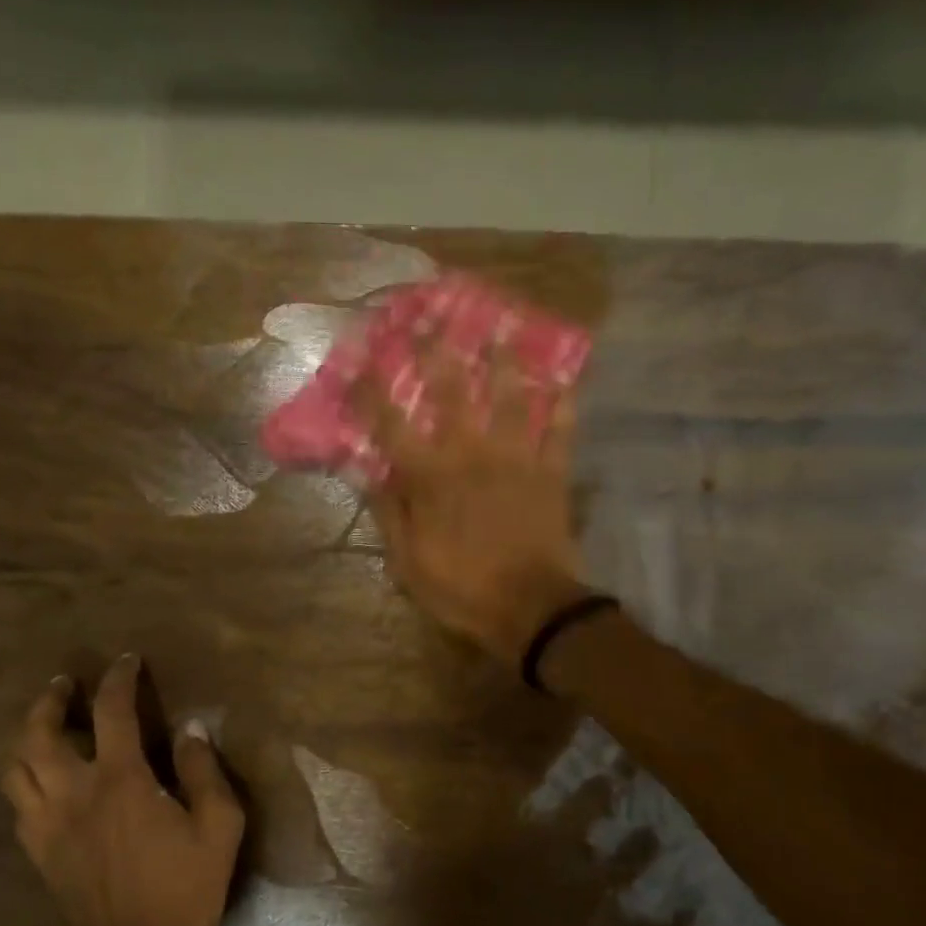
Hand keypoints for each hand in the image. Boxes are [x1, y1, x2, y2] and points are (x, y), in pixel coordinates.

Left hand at [1, 658, 244, 925]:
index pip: (111, 712)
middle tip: (64, 686)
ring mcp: (48, 827)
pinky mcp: (39, 854)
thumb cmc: (187, 887)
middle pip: (38, 735)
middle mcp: (74, 796)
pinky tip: (46, 781)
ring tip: (47, 726)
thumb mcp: (219, 825)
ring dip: (27, 738)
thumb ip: (204, 771)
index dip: (118, 679)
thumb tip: (191, 729)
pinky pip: (18, 805)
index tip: (127, 661)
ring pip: (15, 769)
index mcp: (121, 782)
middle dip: (48, 701)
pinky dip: (26, 779)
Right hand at [360, 346, 591, 663]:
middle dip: (438, 351)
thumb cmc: (462, 589)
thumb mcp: (408, 564)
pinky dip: (563, 404)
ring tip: (503, 327)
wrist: (531, 609)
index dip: (372, 388)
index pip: (391, 423)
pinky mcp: (552, 471)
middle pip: (452, 391)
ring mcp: (516, 458)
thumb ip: (389, 514)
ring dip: (505, 360)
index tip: (361, 358)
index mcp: (430, 477)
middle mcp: (471, 453)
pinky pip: (560, 430)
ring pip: (511, 397)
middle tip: (433, 316)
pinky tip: (564, 378)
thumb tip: (369, 473)